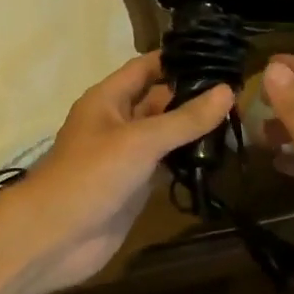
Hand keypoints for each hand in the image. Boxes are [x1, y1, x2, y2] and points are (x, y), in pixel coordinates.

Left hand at [0, 52, 233, 293]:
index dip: (178, 59)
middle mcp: (118, 121)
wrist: (54, 238)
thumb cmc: (91, 175)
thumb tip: (227, 91)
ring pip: (165, 133)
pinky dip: (189, 160)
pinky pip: (166, 164)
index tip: (218, 55)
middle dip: (193, 95)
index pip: (147, 67)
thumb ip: (185, 118)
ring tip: (238, 119)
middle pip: (159, 99)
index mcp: (109, 98)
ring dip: (194, 129)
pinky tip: (219, 156)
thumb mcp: (140, 140)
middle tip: (240, 91)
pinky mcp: (135, 185)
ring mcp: (126, 155)